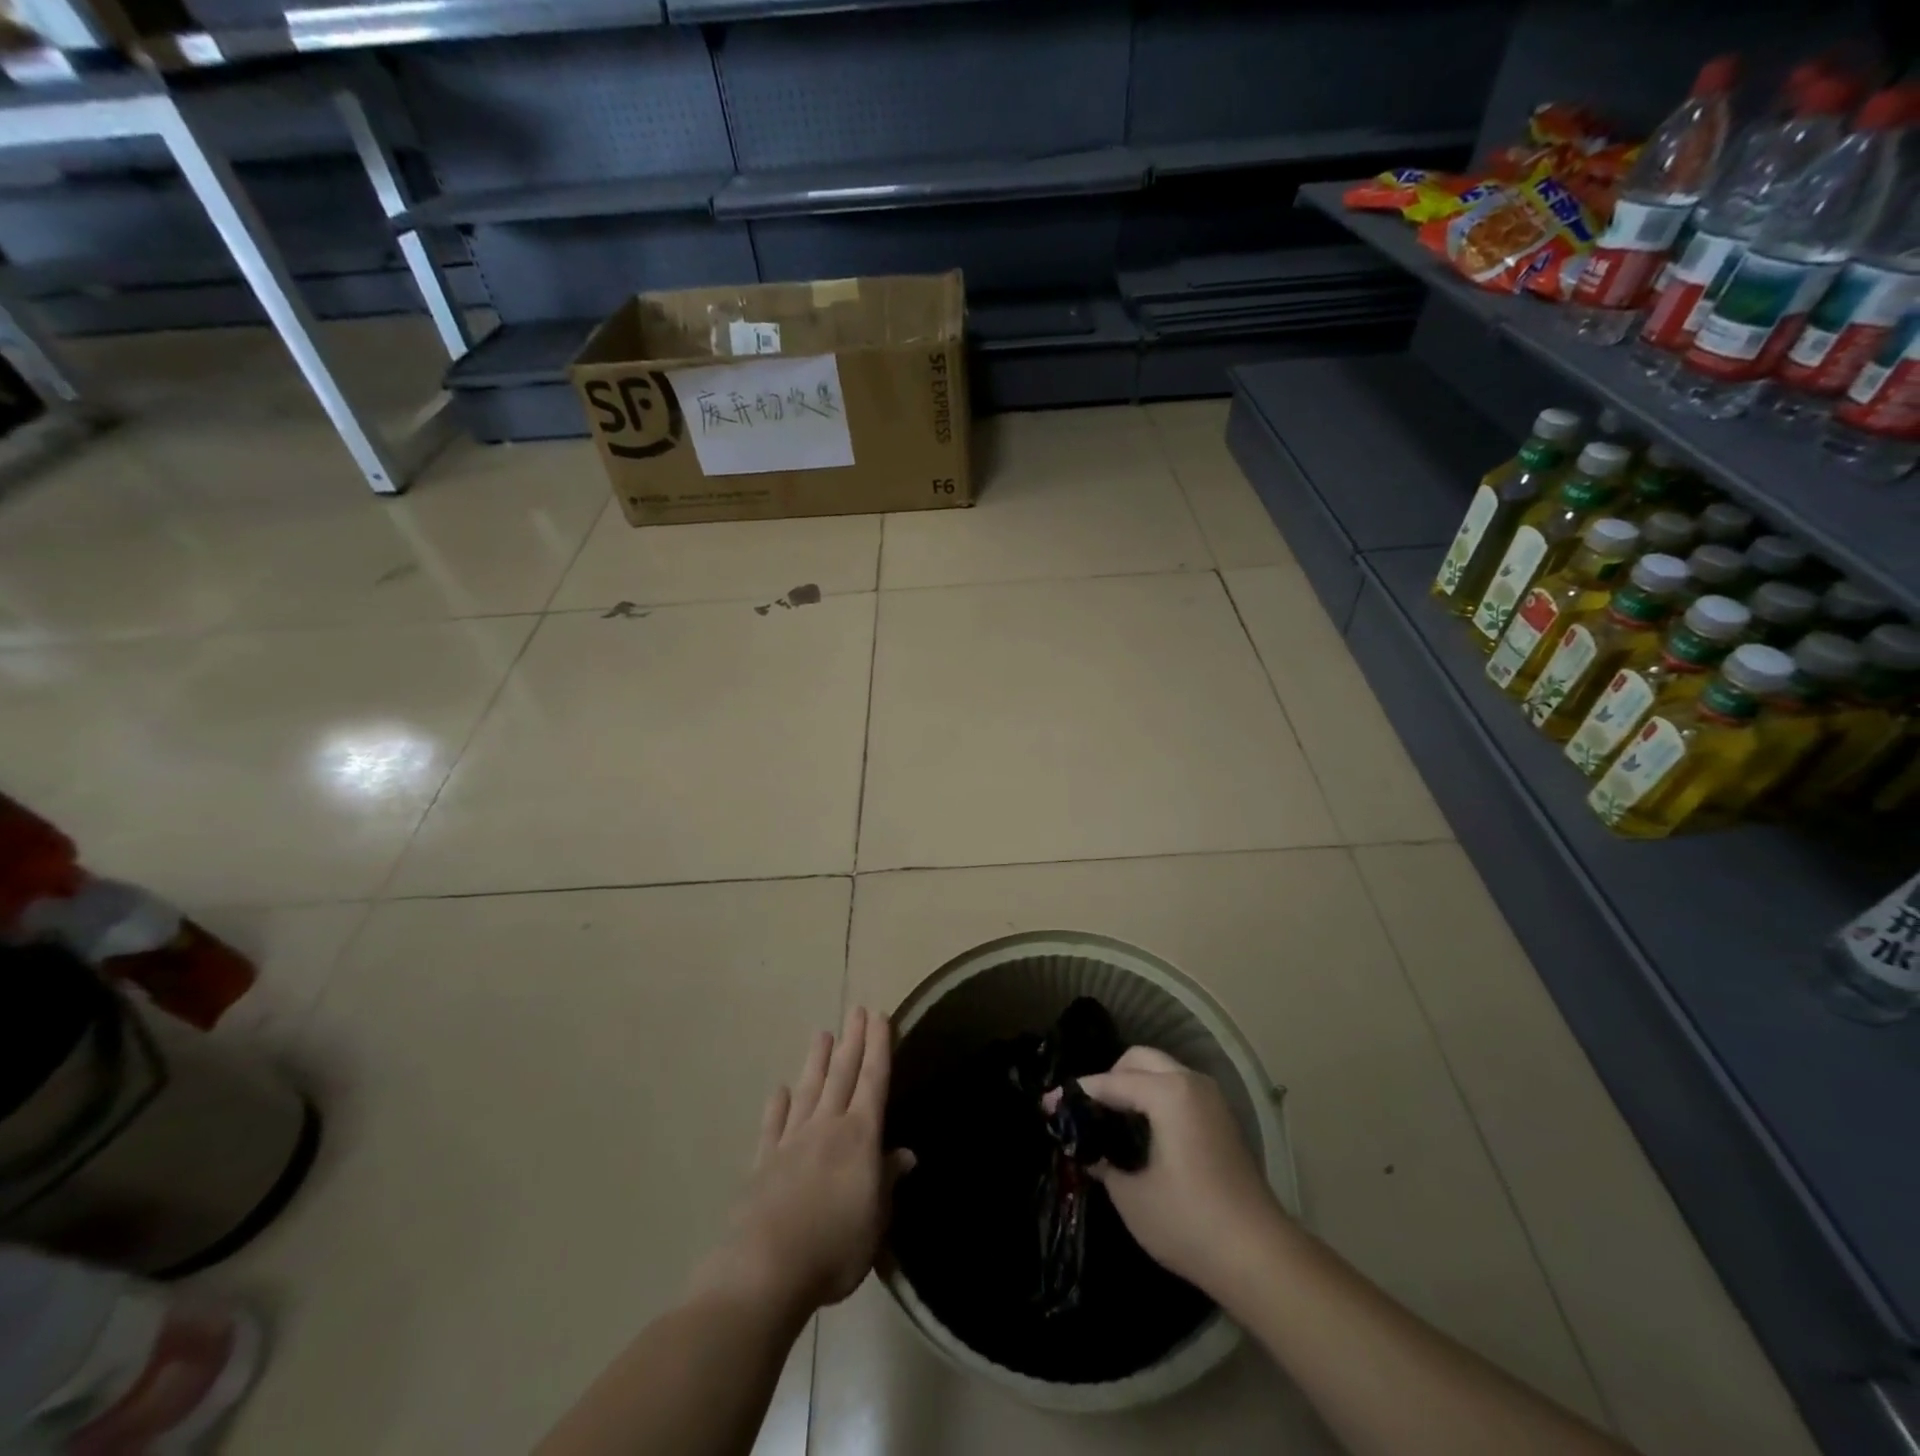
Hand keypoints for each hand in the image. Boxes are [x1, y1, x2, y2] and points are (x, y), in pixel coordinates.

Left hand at [693, 1007, 913, 1320]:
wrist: (766, 1268)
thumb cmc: (834, 1247)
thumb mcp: (876, 1220)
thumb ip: (887, 1181)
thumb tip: (905, 1154)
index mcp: (859, 1136)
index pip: (873, 1081)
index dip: (878, 1048)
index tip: (880, 1016)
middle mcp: (826, 1127)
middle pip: (842, 1075)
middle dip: (852, 1041)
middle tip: (857, 1010)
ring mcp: (791, 1141)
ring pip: (808, 1090)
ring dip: (816, 1061)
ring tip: (822, 1034)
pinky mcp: (763, 1162)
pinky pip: (773, 1124)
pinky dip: (778, 1105)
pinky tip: (780, 1090)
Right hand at [1054, 1046, 1283, 1298]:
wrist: (1260, 1257)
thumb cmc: (1189, 1222)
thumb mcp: (1131, 1195)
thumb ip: (1102, 1161)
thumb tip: (1087, 1149)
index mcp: (1168, 1092)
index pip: (1110, 1082)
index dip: (1076, 1094)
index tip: (1047, 1105)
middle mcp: (1191, 1082)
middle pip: (1139, 1060)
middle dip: (1108, 1078)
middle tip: (1087, 1110)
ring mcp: (1212, 1099)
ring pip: (1162, 1071)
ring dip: (1133, 1085)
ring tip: (1110, 1119)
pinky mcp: (1222, 1119)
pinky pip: (1178, 1089)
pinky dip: (1155, 1097)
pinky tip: (1141, 1130)